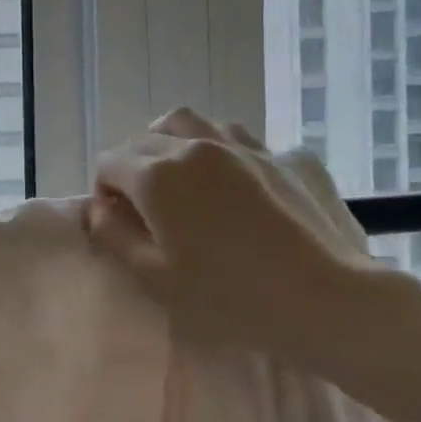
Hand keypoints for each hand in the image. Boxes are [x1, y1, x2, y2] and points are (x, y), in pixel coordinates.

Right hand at [87, 108, 391, 367]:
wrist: (324, 298)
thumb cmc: (230, 296)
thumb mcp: (155, 277)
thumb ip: (113, 236)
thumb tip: (96, 209)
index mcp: (157, 174)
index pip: (109, 162)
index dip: (104, 190)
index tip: (117, 222)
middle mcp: (192, 145)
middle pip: (143, 140)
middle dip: (132, 168)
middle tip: (145, 209)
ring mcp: (237, 144)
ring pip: (186, 123)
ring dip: (168, 142)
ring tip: (177, 174)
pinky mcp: (274, 154)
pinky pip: (229, 133)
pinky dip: (212, 144)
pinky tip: (225, 174)